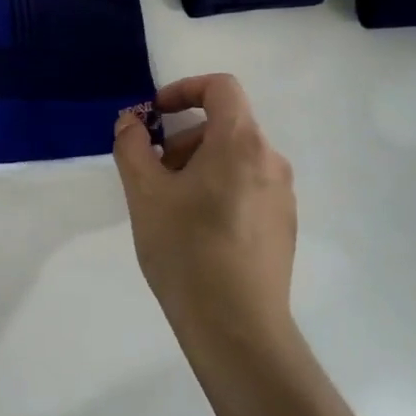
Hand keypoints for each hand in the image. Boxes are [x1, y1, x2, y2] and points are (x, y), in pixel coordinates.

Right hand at [112, 74, 297, 341]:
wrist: (237, 328)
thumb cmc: (186, 251)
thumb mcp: (144, 194)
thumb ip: (132, 146)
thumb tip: (131, 122)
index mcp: (241, 142)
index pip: (220, 87)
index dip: (183, 89)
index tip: (154, 116)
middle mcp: (271, 160)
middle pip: (225, 125)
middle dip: (183, 138)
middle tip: (153, 175)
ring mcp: (282, 194)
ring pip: (235, 158)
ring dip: (198, 166)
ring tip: (171, 208)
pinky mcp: (284, 225)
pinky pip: (247, 186)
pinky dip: (218, 189)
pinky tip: (197, 232)